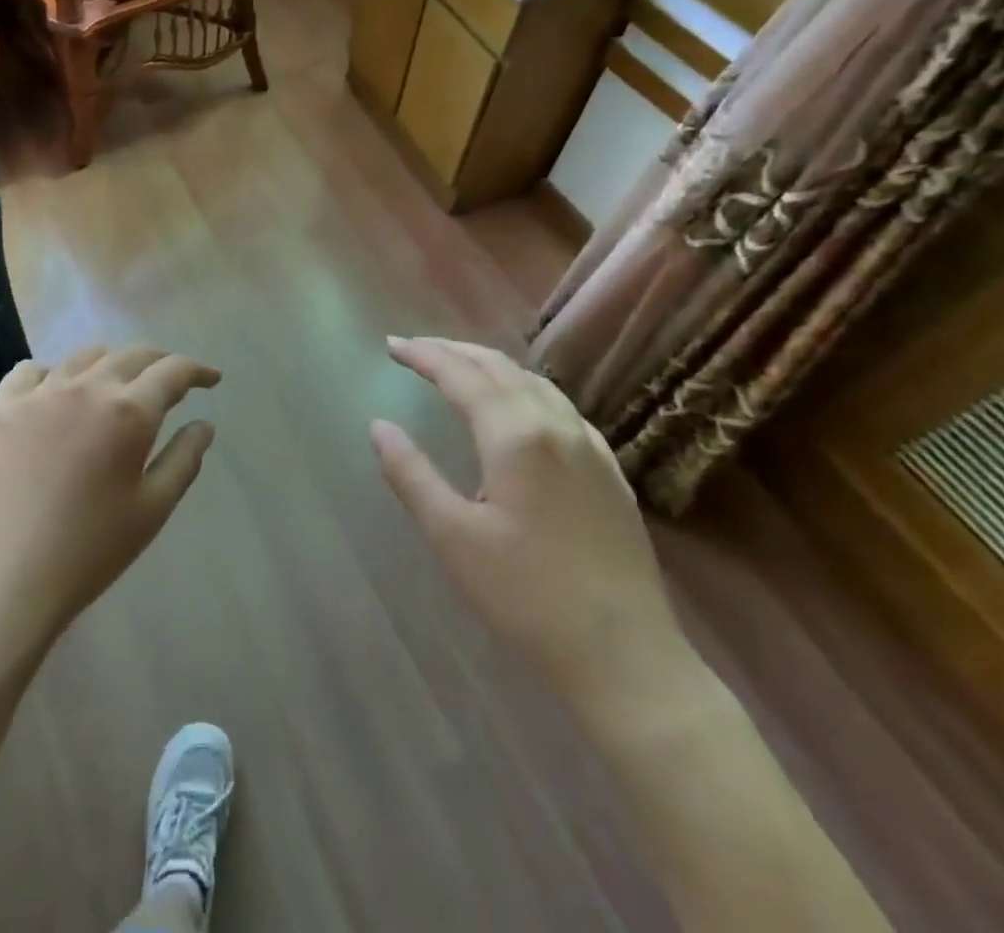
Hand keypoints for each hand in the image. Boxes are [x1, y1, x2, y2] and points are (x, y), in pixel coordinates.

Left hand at [0, 345, 220, 653]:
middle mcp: (85, 387)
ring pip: (83, 357)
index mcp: (129, 412)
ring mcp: (38, 393)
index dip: (197, 370)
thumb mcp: (152, 510)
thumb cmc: (89, 552)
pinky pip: (30, 371)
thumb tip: (204, 424)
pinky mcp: (0, 408)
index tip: (210, 379)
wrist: (1, 582)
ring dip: (110, 364)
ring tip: (115, 386)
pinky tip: (55, 394)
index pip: (172, 371)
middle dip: (159, 362)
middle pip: (131, 354)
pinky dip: (54, 374)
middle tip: (170, 381)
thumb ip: (184, 459)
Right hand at [371, 337, 685, 696]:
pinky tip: (519, 407)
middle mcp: (556, 425)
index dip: (423, 355)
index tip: (391, 346)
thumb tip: (379, 426)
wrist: (625, 656)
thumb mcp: (453, 537)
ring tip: (460, 367)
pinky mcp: (609, 470)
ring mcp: (590, 446)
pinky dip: (524, 389)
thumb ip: (411, 474)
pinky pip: (560, 406)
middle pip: (499, 368)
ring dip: (491, 366)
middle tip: (416, 350)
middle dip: (454, 351)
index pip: (461, 375)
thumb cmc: (526, 597)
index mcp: (515, 435)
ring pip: (534, 383)